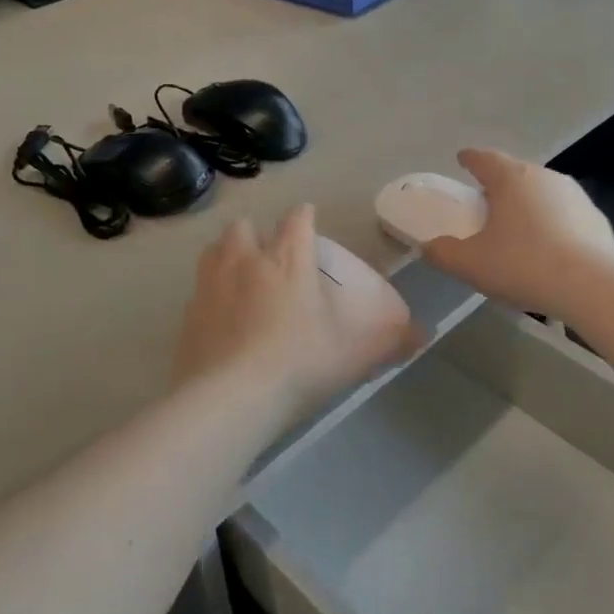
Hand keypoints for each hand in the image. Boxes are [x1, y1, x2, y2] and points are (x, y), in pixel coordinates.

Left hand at [173, 206, 418, 410]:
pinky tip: (219, 316)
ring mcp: (211, 285)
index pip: (297, 219)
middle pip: (244, 227)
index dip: (304, 216)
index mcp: (287, 260)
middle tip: (268, 254)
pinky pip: (197, 289)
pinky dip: (209, 293)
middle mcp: (246, 261)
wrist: (231, 397)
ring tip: (238, 274)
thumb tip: (425, 335)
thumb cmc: (300, 363)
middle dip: (256, 233)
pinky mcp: (188, 313)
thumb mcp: (355, 354)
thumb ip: (391, 340)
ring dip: (227, 254)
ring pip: (214, 249)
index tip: (308, 219)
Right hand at [421, 150, 613, 321]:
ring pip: (542, 194)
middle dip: (499, 186)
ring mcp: (576, 196)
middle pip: (515, 174)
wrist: (592, 286)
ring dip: (528, 206)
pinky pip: (565, 216)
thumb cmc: (523, 265)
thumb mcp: (470, 264)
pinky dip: (552, 226)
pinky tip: (548, 252)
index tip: (462, 159)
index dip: (470, 159)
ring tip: (517, 231)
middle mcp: (545, 177)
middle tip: (485, 204)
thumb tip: (428, 248)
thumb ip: (443, 253)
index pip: (484, 159)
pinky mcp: (597, 219)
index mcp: (511, 178)